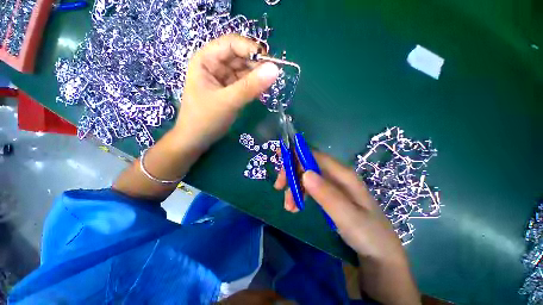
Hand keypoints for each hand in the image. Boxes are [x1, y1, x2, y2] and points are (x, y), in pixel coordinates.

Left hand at [174, 34, 279, 149]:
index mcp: (206, 59)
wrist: (197, 140)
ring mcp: (223, 78)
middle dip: (256, 65)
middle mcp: (214, 65)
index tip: (269, 62)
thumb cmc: (206, 119)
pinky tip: (260, 92)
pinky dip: (254, 86)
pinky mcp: (230, 90)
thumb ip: (251, 86)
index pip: (231, 43)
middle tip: (270, 78)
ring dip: (256, 77)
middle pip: (240, 56)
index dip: (251, 49)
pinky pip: (245, 83)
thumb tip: (275, 69)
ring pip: (244, 70)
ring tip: (266, 87)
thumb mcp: (228, 102)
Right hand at [274, 152, 406, 263]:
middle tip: (278, 187)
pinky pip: (309, 189)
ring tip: (288, 207)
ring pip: (306, 178)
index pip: (316, 156)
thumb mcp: (348, 217)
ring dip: (293, 188)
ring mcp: (332, 186)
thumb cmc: (368, 235)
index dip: (297, 154)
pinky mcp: (328, 195)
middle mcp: (336, 176)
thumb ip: (327, 195)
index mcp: (343, 175)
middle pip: (308, 166)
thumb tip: (305, 173)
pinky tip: (295, 207)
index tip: (279, 158)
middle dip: (291, 173)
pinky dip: (298, 195)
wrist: (379, 255)